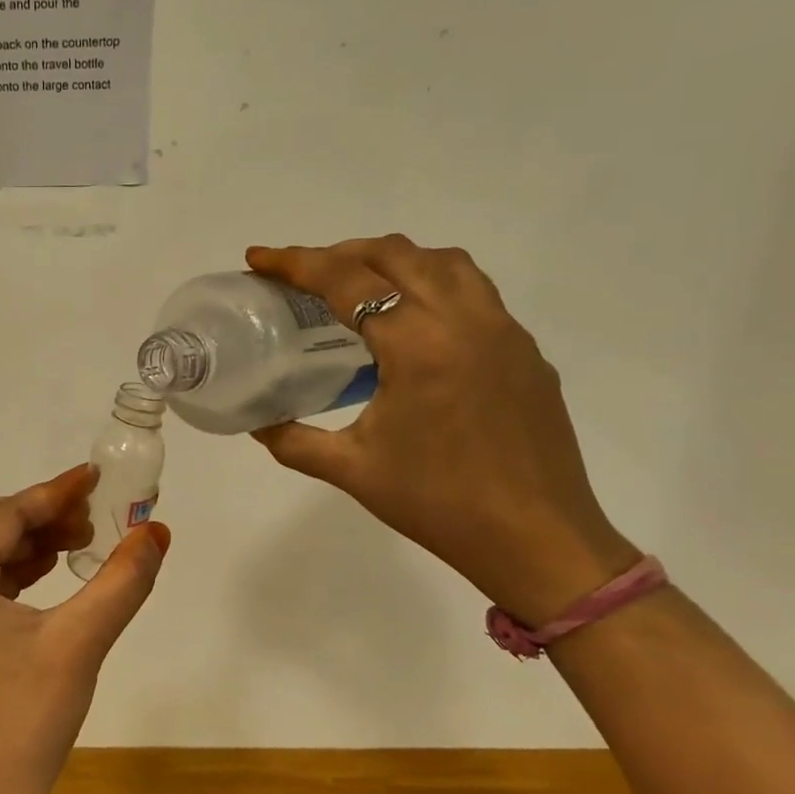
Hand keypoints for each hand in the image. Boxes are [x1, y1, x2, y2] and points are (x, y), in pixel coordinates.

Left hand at [0, 465, 170, 793]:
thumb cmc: (25, 721)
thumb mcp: (80, 643)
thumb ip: (122, 581)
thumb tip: (157, 531)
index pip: (2, 516)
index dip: (51, 493)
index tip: (93, 478)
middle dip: (31, 514)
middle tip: (85, 521)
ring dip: (21, 542)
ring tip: (75, 547)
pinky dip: (8, 573)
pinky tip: (46, 581)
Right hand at [247, 237, 639, 623]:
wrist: (537, 541)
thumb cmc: (438, 504)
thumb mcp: (351, 470)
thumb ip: (293, 440)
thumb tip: (257, 423)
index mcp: (417, 344)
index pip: (346, 280)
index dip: (295, 263)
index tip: (259, 259)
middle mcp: (465, 320)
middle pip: (396, 254)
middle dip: (340, 252)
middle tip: (302, 274)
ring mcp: (504, 331)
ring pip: (444, 262)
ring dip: (393, 260)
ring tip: (359, 285)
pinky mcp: (526, 351)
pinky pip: (475, 291)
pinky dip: (432, 284)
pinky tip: (413, 325)